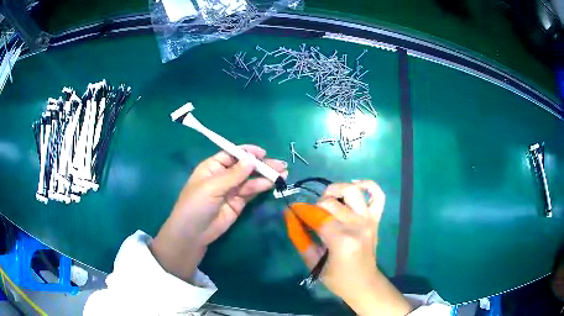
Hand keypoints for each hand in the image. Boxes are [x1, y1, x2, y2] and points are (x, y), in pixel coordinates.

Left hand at [150, 145, 286, 281]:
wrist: (193, 234)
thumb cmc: (196, 205)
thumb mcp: (212, 187)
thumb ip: (233, 174)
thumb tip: (251, 159)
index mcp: (212, 167)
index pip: (232, 155)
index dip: (247, 152)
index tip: (262, 153)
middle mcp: (223, 176)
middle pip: (244, 167)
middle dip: (261, 165)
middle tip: (280, 164)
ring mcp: (231, 190)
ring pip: (250, 180)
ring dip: (265, 176)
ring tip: (282, 173)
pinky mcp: (238, 203)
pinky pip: (251, 192)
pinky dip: (261, 187)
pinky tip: (272, 183)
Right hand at [288, 181, 411, 315]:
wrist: (364, 283)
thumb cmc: (337, 278)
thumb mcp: (313, 263)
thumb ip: (299, 238)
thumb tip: (288, 214)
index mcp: (342, 240)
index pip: (317, 216)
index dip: (301, 211)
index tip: (292, 210)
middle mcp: (358, 225)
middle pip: (331, 202)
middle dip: (315, 205)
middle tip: (310, 215)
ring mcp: (369, 220)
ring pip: (352, 191)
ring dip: (336, 189)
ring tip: (327, 199)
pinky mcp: (377, 219)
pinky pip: (378, 195)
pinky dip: (367, 185)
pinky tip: (355, 186)